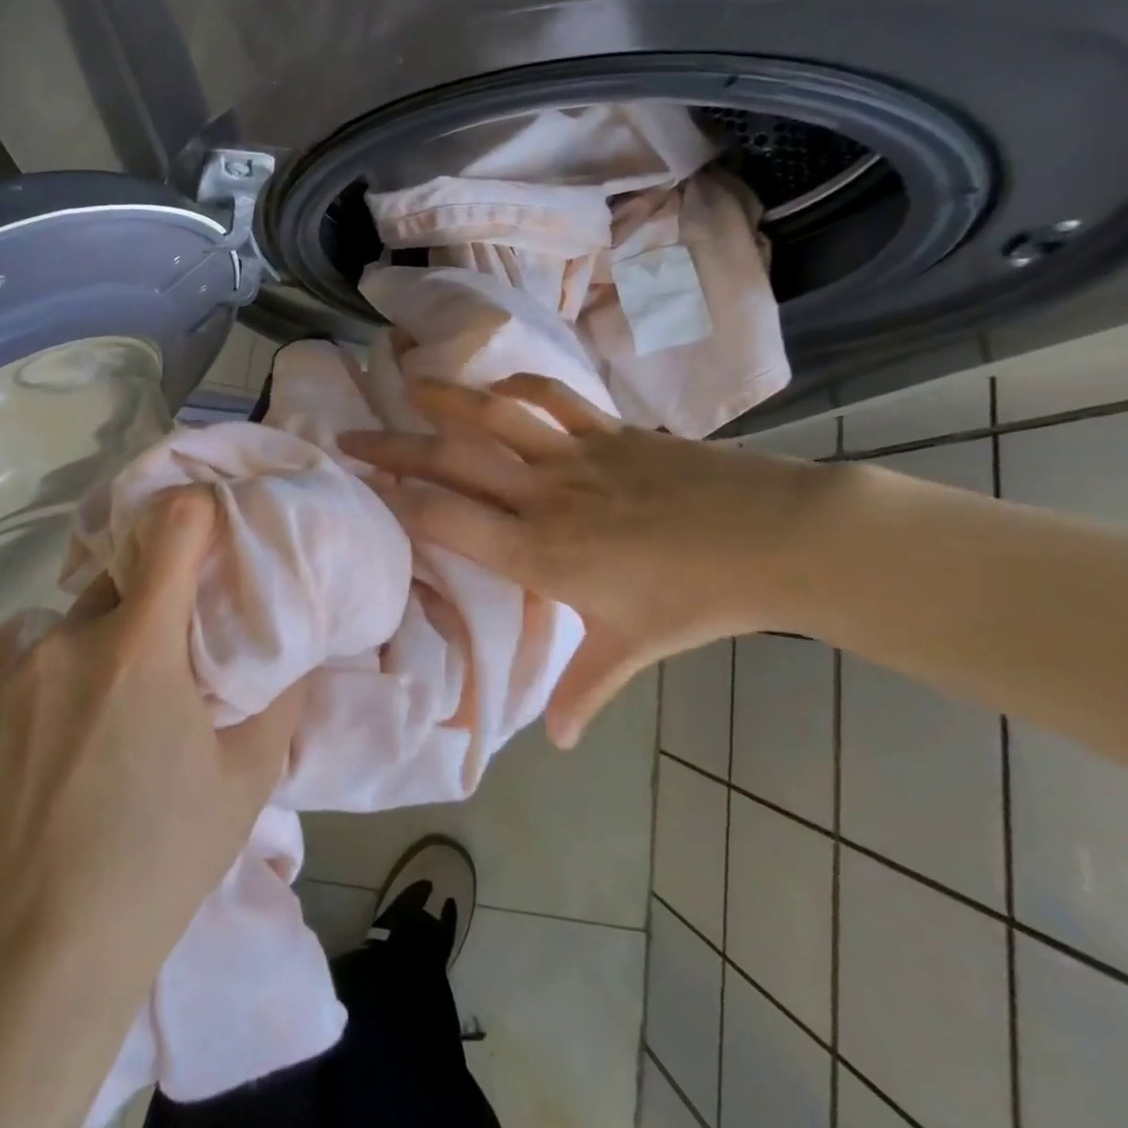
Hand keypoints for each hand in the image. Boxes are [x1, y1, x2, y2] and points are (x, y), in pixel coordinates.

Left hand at [0, 487, 301, 1000]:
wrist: (36, 956)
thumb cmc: (159, 861)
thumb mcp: (245, 781)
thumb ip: (278, 698)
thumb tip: (289, 649)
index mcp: (138, 648)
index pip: (172, 531)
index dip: (193, 514)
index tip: (207, 521)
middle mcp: (65, 643)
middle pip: (114, 588)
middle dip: (142, 610)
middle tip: (158, 669)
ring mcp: (5, 677)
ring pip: (65, 638)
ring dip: (90, 659)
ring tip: (98, 729)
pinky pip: (18, 680)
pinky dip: (42, 698)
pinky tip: (45, 762)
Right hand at [340, 376, 834, 748]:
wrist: (776, 539)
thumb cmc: (697, 599)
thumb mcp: (632, 648)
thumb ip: (585, 690)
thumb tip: (558, 745)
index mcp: (538, 553)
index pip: (447, 519)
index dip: (398, 499)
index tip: (361, 487)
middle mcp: (543, 496)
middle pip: (454, 461)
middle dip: (394, 448)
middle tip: (352, 436)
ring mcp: (575, 455)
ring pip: (496, 416)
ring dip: (447, 397)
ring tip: (409, 382)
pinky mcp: (609, 430)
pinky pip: (554, 398)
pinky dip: (520, 385)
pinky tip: (498, 383)